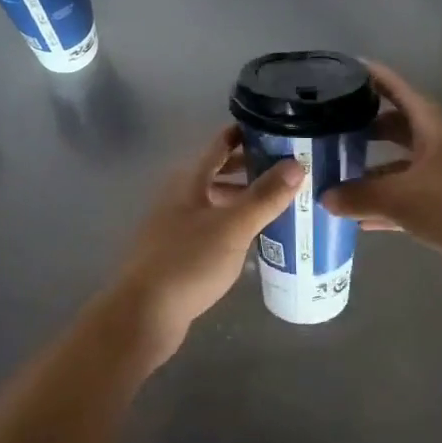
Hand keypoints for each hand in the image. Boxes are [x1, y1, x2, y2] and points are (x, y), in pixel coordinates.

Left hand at [97, 124, 304, 364]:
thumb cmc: (187, 262)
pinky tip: (257, 237)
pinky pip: (214, 227)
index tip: (278, 128)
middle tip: (289, 167)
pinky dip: (236, 224)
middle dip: (251, 167)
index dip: (246, 133)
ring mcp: (177, 225)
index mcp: (189, 181)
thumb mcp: (232, 227)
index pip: (220, 145)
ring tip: (281, 201)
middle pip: (219, 173)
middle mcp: (181, 197)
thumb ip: (264, 196)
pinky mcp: (180, 252)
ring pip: (217, 201)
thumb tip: (297, 164)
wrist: (144, 314)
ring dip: (245, 198)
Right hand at [325, 62, 441, 275]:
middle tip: (329, 132)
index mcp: (432, 125)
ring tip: (338, 178)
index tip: (339, 71)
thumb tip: (326, 197)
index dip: (368, 76)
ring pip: (404, 165)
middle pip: (397, 127)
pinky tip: (366, 221)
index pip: (395, 88)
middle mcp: (441, 142)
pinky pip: (415, 197)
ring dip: (374, 172)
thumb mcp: (405, 199)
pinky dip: (391, 204)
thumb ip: (362, 197)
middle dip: (364, 129)